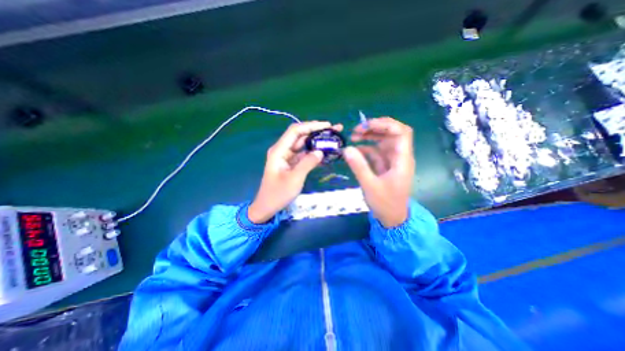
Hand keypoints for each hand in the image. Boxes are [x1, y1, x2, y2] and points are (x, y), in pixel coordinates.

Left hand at [248, 123, 342, 222]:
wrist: (267, 206)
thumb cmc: (278, 194)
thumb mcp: (294, 179)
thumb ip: (307, 163)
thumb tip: (321, 151)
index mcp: (279, 150)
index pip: (295, 131)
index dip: (311, 125)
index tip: (327, 125)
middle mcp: (282, 150)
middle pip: (300, 136)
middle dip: (317, 131)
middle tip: (334, 130)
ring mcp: (287, 157)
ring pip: (303, 145)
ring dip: (316, 141)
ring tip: (332, 138)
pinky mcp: (291, 164)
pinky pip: (303, 155)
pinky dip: (313, 153)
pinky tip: (324, 152)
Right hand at [341, 116, 413, 226]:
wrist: (392, 218)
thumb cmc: (385, 203)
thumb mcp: (370, 185)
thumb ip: (359, 166)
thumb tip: (346, 149)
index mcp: (402, 159)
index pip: (401, 132)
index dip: (385, 124)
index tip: (366, 126)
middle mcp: (399, 156)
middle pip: (392, 133)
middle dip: (375, 128)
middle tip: (356, 130)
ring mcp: (392, 160)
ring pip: (383, 141)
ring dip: (370, 136)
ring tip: (353, 136)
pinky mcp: (385, 165)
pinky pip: (377, 151)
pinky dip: (366, 147)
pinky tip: (355, 149)